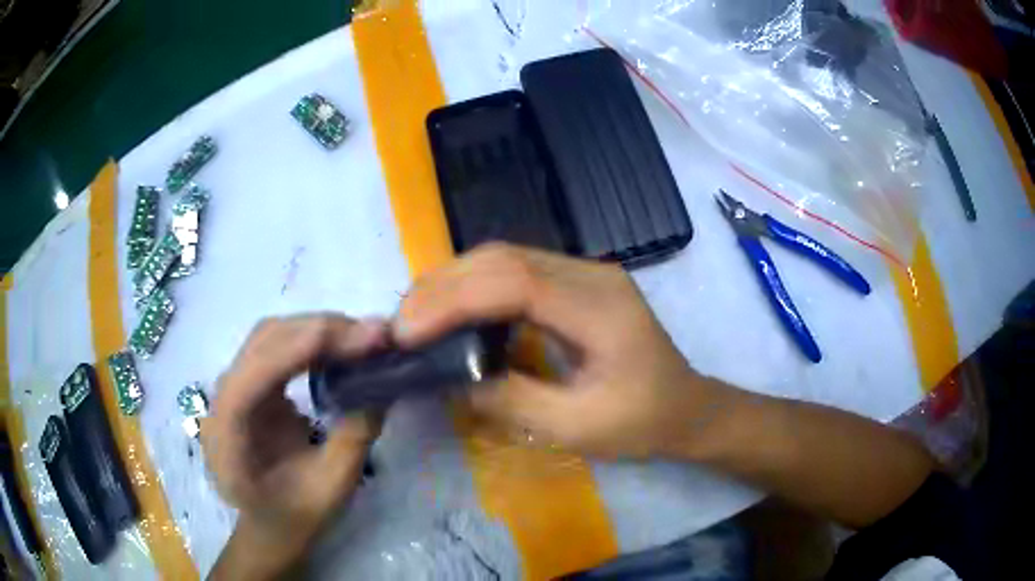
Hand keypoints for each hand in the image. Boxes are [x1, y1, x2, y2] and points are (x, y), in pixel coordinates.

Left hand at [204, 315, 387, 578]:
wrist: (270, 526)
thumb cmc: (296, 517)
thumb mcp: (332, 487)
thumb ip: (355, 436)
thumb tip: (383, 383)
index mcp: (228, 435)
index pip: (256, 374)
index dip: (302, 348)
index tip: (359, 337)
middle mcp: (221, 400)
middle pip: (263, 342)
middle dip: (319, 330)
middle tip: (374, 334)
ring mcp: (232, 387)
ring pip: (270, 336)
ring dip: (317, 329)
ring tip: (362, 337)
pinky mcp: (249, 383)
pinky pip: (276, 346)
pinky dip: (310, 340)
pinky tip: (338, 347)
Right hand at [394, 243, 723, 458]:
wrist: (687, 407)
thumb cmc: (642, 422)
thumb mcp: (578, 427)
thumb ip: (511, 400)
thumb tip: (450, 379)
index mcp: (600, 307)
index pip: (514, 282)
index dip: (453, 299)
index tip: (408, 331)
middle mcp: (591, 274)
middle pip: (503, 257)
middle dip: (443, 285)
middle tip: (401, 324)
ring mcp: (584, 272)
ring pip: (505, 257)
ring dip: (453, 281)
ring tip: (416, 316)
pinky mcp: (576, 282)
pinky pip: (516, 270)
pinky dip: (474, 286)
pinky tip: (453, 310)